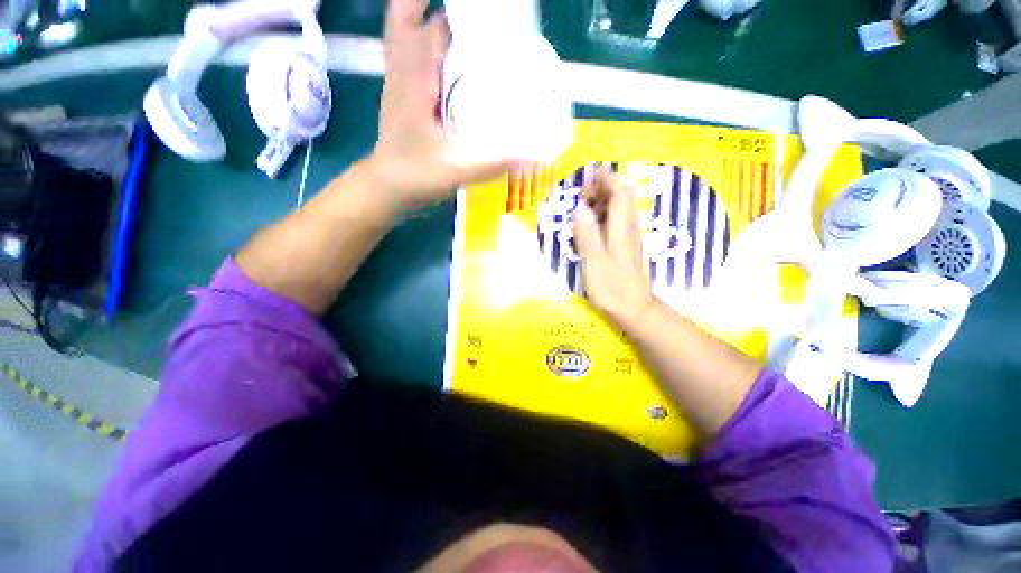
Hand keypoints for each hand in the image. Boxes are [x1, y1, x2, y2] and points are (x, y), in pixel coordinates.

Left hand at [366, 0, 519, 211]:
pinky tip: (457, 67)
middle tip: (481, 20)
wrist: (386, 189)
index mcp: (414, 77)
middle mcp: (404, 71)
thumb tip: (535, 156)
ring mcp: (402, 84)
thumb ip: (495, 162)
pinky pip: (417, 61)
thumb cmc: (415, 175)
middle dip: (446, 13)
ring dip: (437, 29)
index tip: (480, 8)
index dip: (448, 8)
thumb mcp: (457, 169)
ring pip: (412, 37)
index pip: (428, 23)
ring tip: (473, 36)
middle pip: (414, 19)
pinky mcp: (407, 99)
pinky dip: (434, 53)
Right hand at [573, 170, 655, 330]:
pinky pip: (617, 221)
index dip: (606, 179)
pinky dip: (604, 215)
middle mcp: (628, 227)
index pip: (619, 193)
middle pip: (622, 196)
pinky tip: (591, 224)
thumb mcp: (594, 262)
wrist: (635, 309)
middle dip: (603, 188)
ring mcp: (629, 236)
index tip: (590, 173)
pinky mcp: (627, 245)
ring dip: (603, 201)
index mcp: (621, 228)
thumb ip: (587, 235)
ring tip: (582, 206)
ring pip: (620, 208)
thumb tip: (580, 209)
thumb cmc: (613, 287)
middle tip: (581, 194)